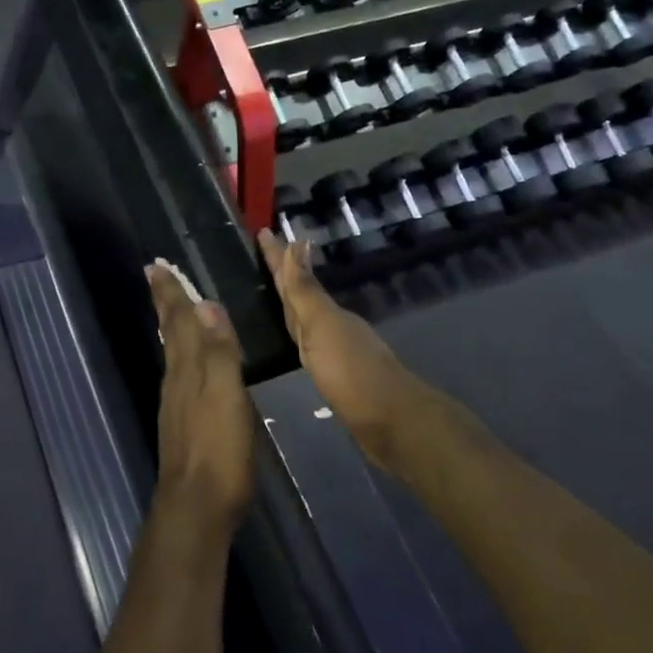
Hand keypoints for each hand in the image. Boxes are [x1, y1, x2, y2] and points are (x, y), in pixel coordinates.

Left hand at [147, 262, 255, 529]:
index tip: (155, 265)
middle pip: (170, 332)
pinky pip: (180, 373)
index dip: (170, 293)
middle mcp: (176, 379)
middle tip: (156, 276)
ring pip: (173, 352)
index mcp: (188, 368)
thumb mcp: (226, 395)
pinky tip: (186, 362)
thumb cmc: (218, 448)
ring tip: (171, 308)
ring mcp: (176, 403)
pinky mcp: (183, 423)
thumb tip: (206, 304)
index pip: (178, 320)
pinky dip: (181, 354)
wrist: (196, 506)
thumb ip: (219, 351)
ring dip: (171, 325)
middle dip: (166, 303)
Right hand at [257, 231, 411, 468]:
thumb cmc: (351, 372)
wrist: (390, 423)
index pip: (294, 277)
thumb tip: (298, 242)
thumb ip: (306, 291)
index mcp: (323, 312)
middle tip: (262, 251)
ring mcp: (333, 349)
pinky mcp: (334, 374)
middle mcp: (329, 325)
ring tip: (270, 289)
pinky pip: (308, 343)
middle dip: (280, 272)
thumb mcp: (323, 327)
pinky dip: (297, 333)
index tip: (263, 230)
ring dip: (288, 301)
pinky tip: (292, 338)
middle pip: (299, 293)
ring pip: (304, 317)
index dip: (278, 256)